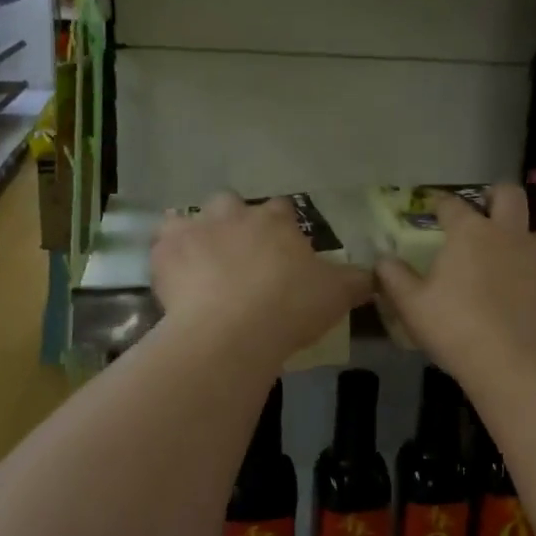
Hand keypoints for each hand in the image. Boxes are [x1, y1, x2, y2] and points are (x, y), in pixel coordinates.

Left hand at [152, 195, 371, 368]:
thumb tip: (374, 274)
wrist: (232, 331)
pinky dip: (167, 258)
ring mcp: (195, 230)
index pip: (282, 209)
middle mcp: (234, 215)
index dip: (282, 226)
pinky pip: (161, 246)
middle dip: (233, 221)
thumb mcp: (336, 295)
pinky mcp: (165, 254)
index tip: (284, 249)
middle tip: (239, 256)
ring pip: (189, 219)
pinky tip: (173, 279)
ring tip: (200, 263)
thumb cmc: (290, 306)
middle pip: (230, 204)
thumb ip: (355, 280)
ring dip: (195, 234)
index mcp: (275, 221)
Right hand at [375, 185, 535, 394]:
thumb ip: (394, 277)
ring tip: (532, 243)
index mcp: (470, 233)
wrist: (516, 366)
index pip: (452, 204)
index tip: (436, 211)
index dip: (441, 205)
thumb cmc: (457, 330)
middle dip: (498, 197)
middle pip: (510, 194)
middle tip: (489, 214)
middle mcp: (511, 233)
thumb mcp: (412, 307)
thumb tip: (382, 259)